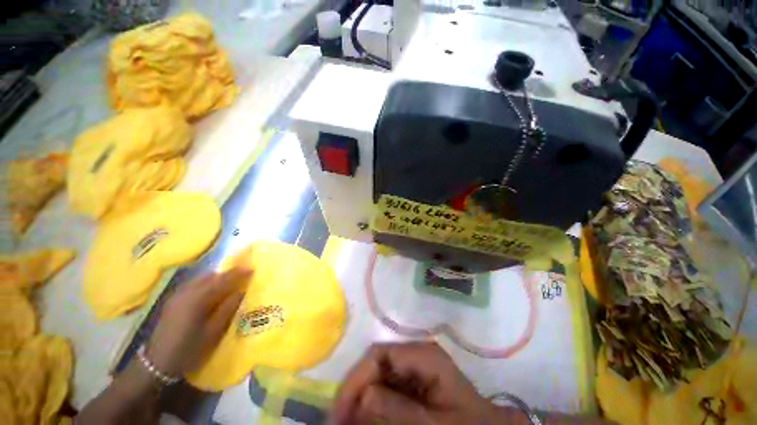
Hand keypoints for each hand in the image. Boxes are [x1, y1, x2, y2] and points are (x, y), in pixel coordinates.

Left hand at [145, 268, 251, 376]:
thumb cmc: (189, 349)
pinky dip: (206, 282)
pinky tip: (211, 291)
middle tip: (242, 276)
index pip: (223, 280)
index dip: (238, 272)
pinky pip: (194, 283)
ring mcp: (177, 294)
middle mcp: (187, 292)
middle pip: (211, 276)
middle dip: (228, 273)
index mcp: (198, 299)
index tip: (252, 268)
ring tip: (229, 283)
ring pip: (201, 278)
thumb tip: (241, 292)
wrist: (156, 363)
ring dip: (217, 277)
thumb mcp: (213, 332)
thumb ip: (228, 309)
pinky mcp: (173, 299)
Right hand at [331, 342, 506, 424]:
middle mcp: (416, 355)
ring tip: (348, 421)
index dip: (357, 378)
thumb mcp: (432, 424)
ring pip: (379, 377)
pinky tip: (364, 418)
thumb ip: (398, 410)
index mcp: (423, 355)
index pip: (380, 355)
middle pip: (377, 365)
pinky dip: (374, 404)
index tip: (341, 409)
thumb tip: (364, 395)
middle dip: (357, 391)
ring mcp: (415, 368)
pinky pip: (388, 388)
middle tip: (340, 419)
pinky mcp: (414, 382)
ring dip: (362, 399)